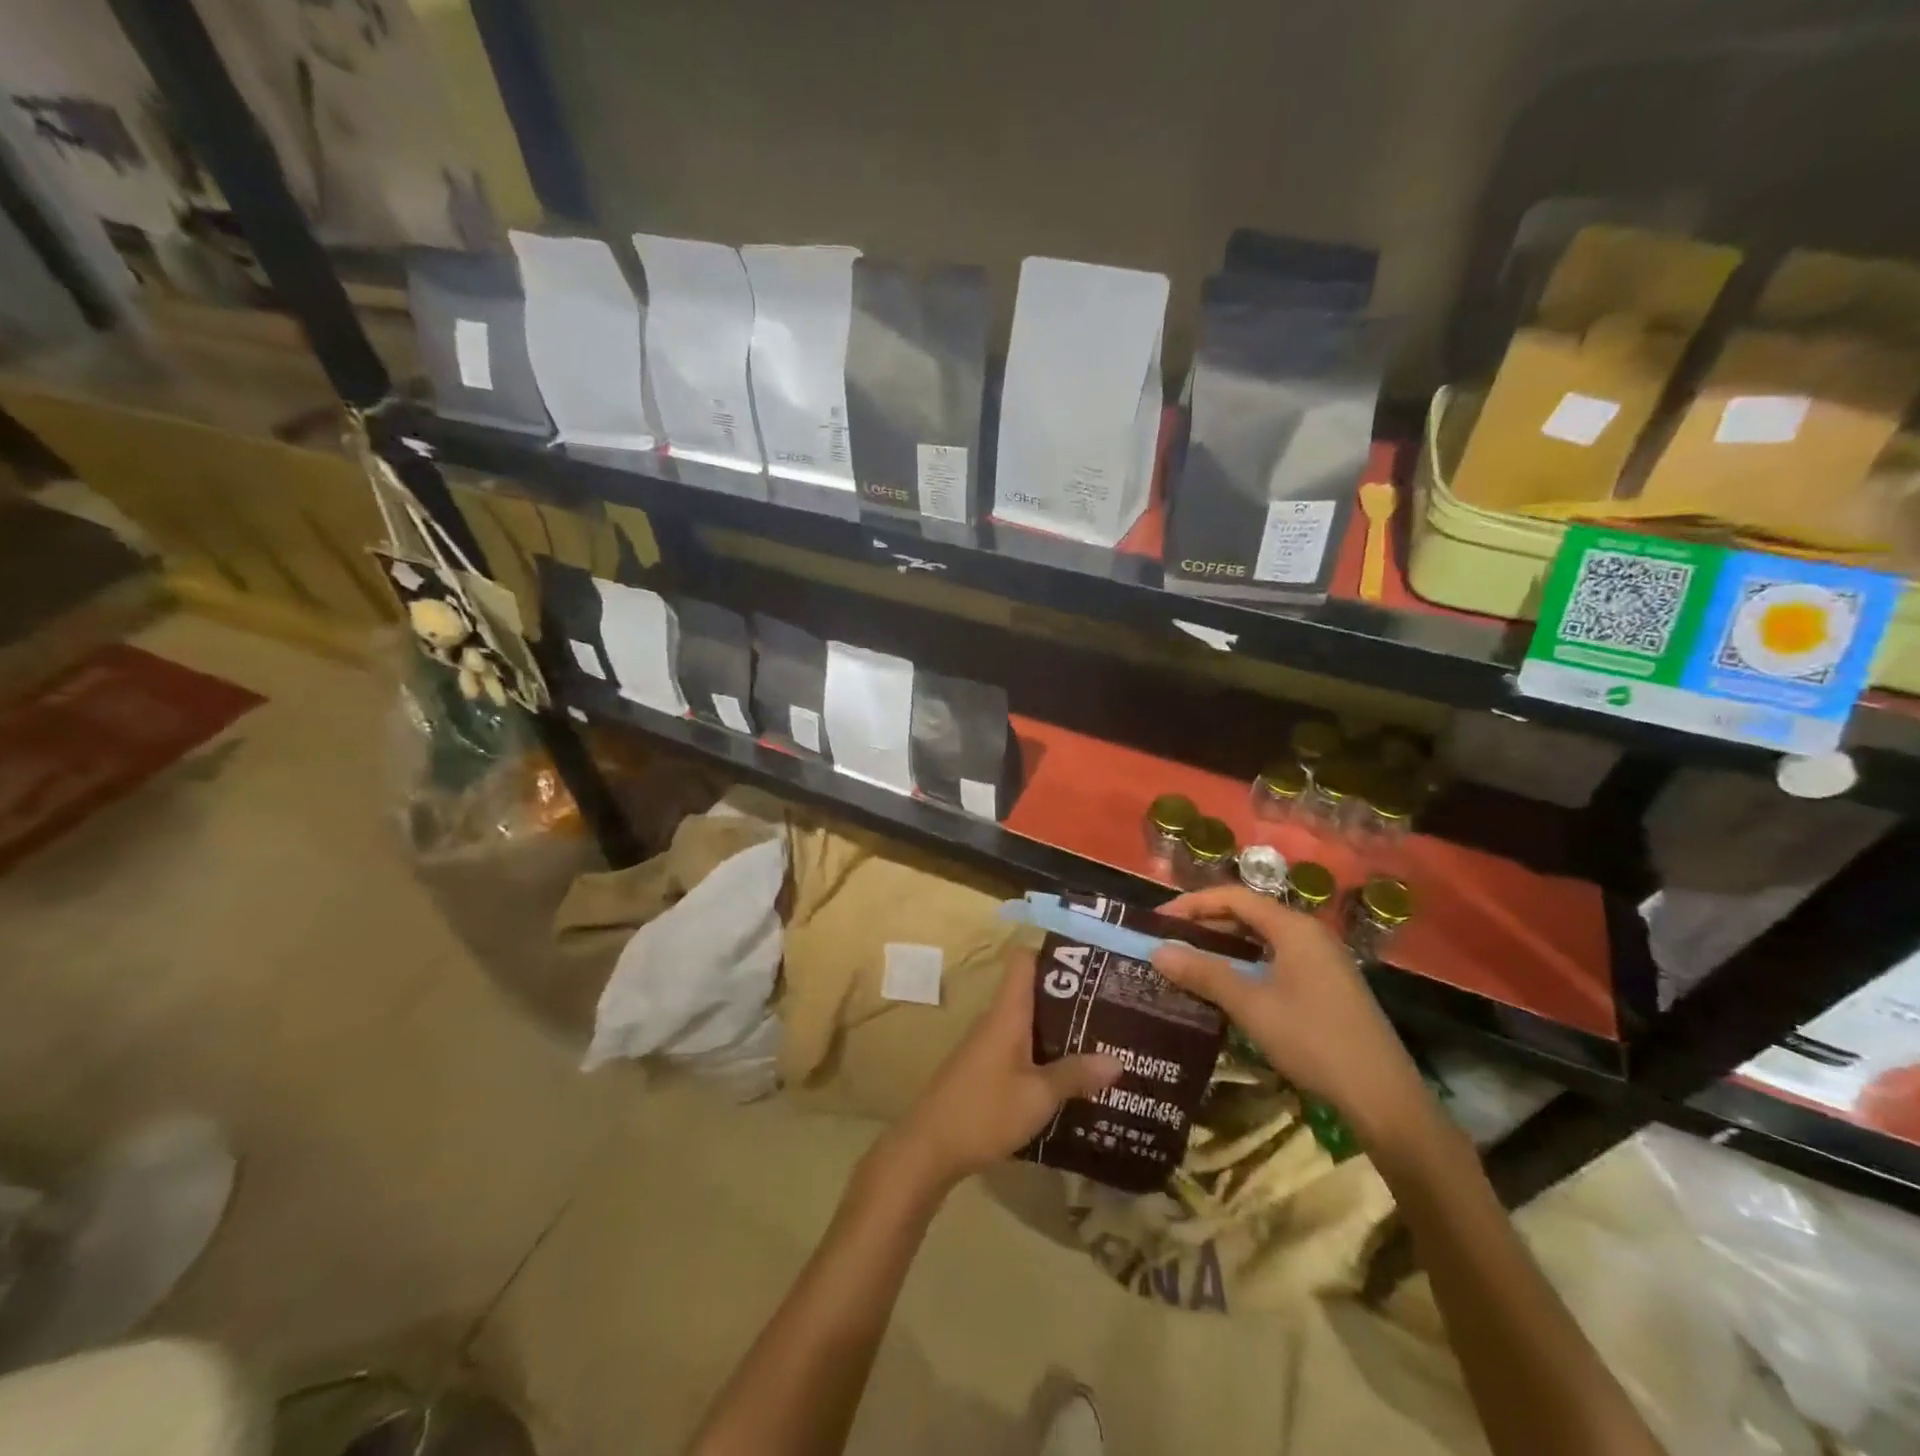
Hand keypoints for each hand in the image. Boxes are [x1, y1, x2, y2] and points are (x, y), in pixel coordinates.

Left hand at [881, 946, 1121, 1194]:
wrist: (928, 1148)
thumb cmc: (984, 1111)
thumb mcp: (1038, 1097)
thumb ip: (1075, 1075)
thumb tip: (1118, 1060)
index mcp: (1007, 1013)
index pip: (1024, 960)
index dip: (1053, 954)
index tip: (1089, 962)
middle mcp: (996, 1020)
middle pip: (1032, 991)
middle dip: (1069, 997)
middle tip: (1110, 1006)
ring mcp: (987, 1045)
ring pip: (1028, 1022)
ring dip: (1059, 1028)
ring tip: (1101, 1039)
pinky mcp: (984, 1069)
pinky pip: (1019, 1047)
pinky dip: (1044, 1052)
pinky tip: (1069, 1074)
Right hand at [1149, 886, 1426, 1139]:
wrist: (1383, 1097)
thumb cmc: (1313, 1040)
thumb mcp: (1251, 1005)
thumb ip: (1204, 973)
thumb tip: (1157, 952)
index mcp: (1293, 927)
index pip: (1233, 897)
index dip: (1192, 904)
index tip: (1158, 922)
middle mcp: (1308, 934)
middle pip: (1248, 915)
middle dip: (1205, 925)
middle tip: (1167, 943)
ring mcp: (1321, 961)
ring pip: (1261, 940)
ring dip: (1223, 948)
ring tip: (1187, 962)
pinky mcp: (1325, 986)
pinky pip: (1274, 961)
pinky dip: (1244, 966)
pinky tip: (1224, 987)